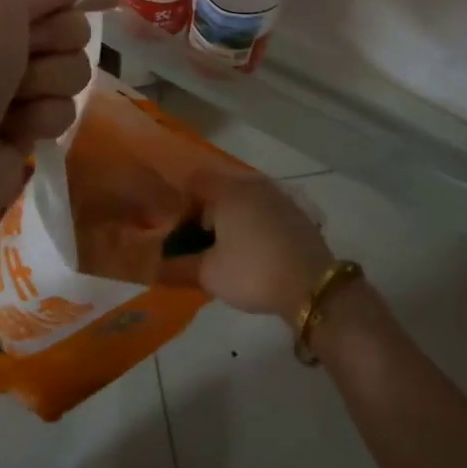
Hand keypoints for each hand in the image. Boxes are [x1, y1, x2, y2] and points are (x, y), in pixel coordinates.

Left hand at [0, 0, 98, 312]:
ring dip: (49, 84)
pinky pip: (62, 111)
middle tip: (25, 60)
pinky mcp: (22, 130)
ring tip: (14, 103)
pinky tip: (15, 132)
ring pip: (71, 71)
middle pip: (66, 29)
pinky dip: (43, 119)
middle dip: (56, 43)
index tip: (103, 2)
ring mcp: (8, 90)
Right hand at [181, 169, 334, 324]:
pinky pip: (263, 210)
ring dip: (230, 220)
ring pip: (242, 200)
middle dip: (206, 215)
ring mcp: (277, 196)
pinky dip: (253, 224)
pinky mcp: (295, 212)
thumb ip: (177, 266)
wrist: (313, 285)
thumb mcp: (209, 274)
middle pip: (218, 190)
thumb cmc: (253, 272)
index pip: (193, 182)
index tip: (179, 234)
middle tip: (200, 246)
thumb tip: (153, 265)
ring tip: (227, 252)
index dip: (181, 205)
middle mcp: (251, 184)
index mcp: (227, 191)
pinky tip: (254, 252)